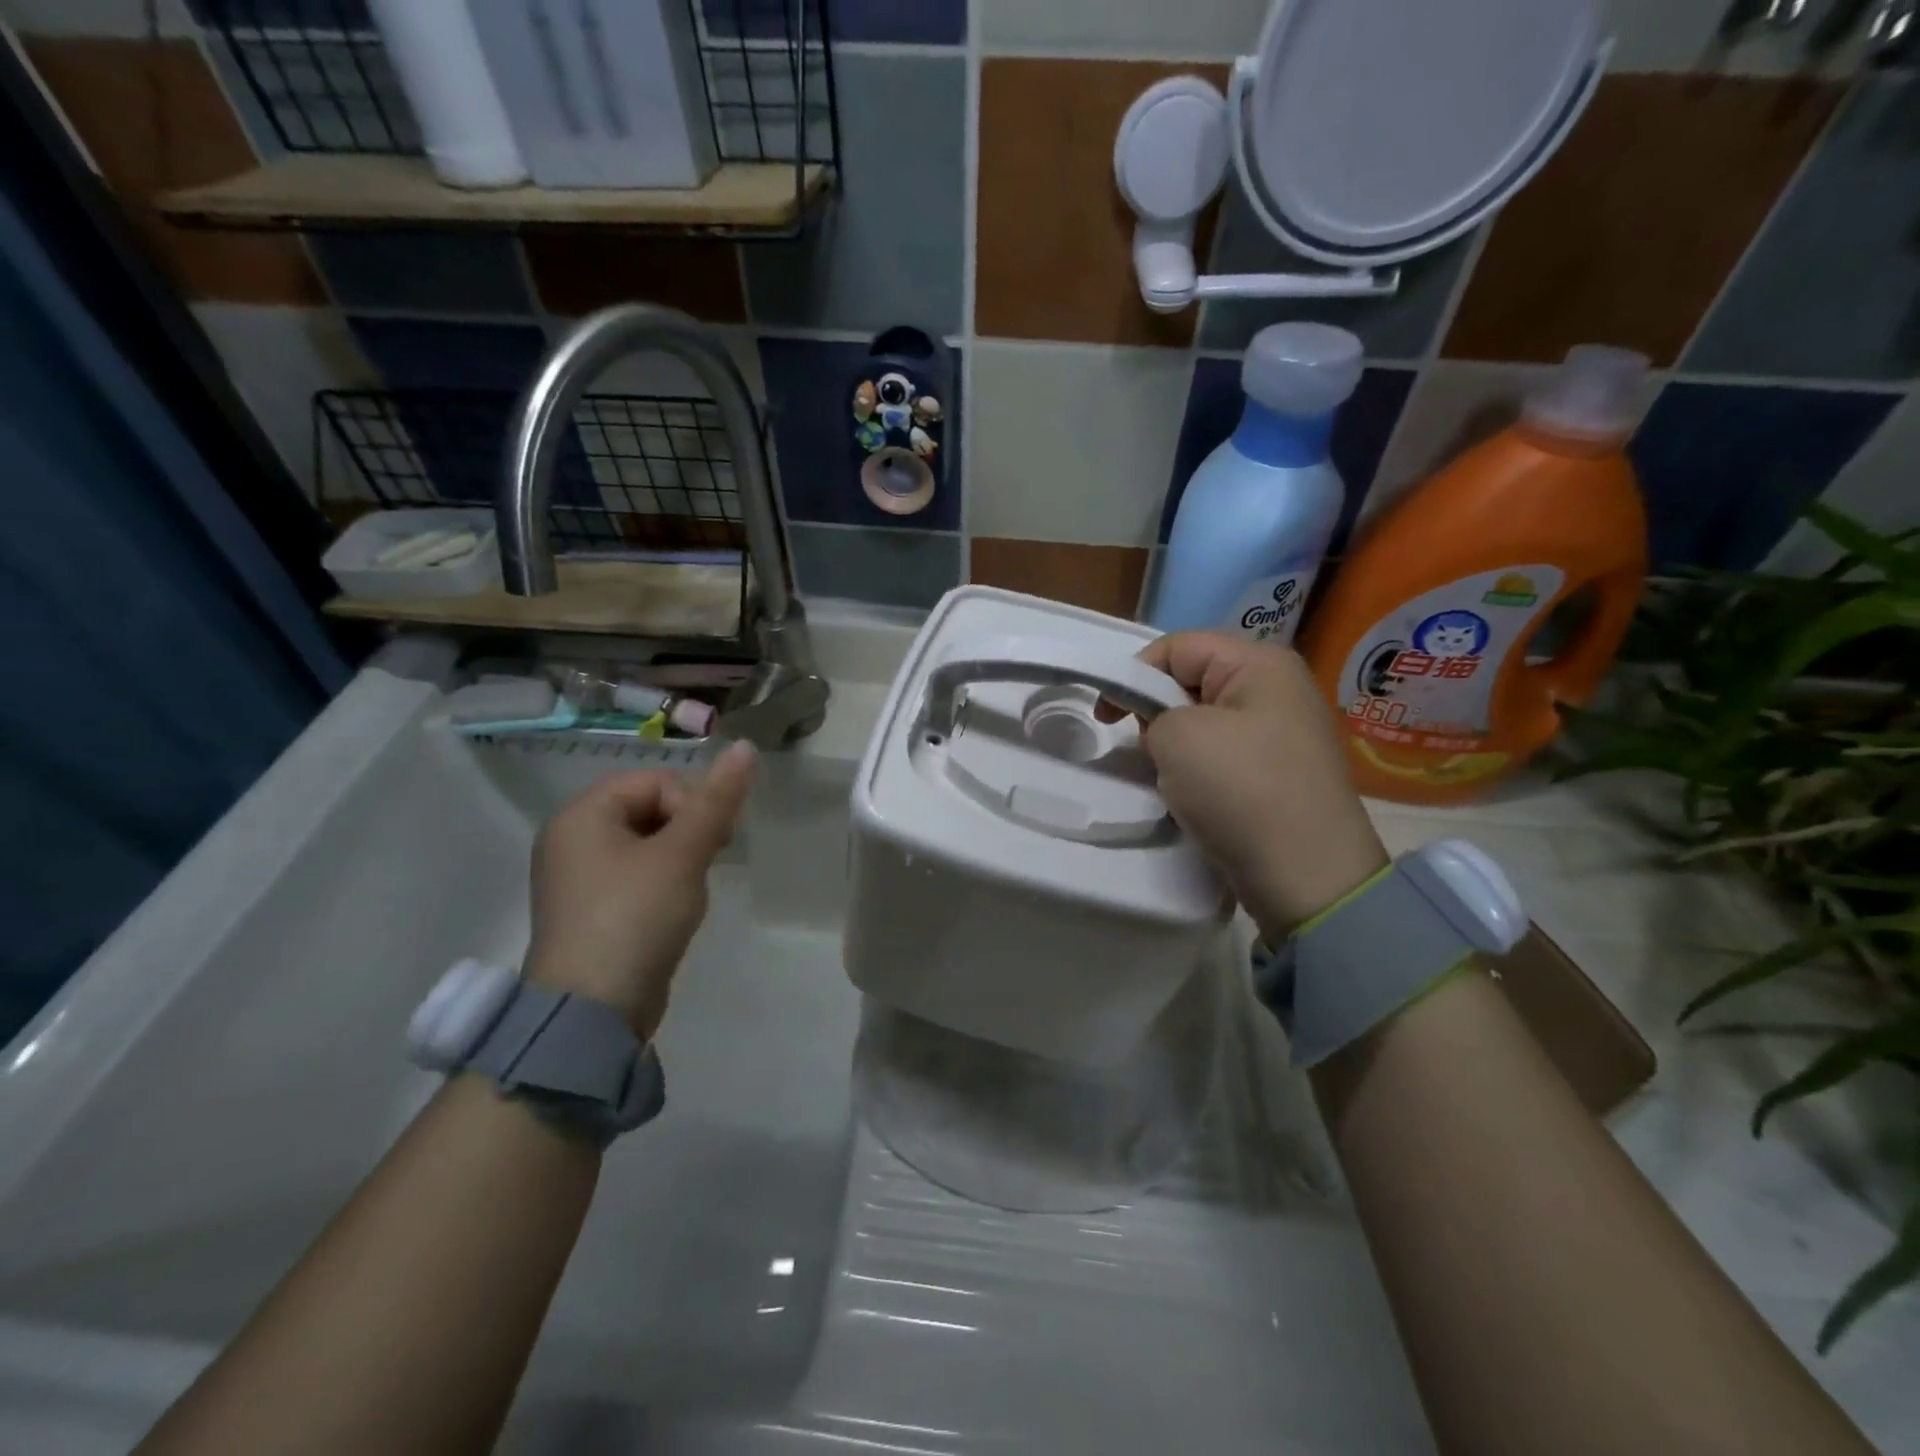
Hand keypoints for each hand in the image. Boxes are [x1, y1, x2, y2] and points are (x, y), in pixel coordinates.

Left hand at [523, 742, 756, 1037]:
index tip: (714, 839)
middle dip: (688, 830)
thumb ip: (717, 801)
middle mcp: (571, 839)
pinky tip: (675, 910)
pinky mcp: (591, 912)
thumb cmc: (635, 917)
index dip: (691, 802)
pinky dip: (662, 884)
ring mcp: (578, 879)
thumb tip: (746, 746)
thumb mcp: (683, 854)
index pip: (654, 782)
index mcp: (582, 815)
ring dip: (680, 858)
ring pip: (646, 844)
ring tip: (692, 890)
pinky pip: (635, 877)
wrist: (592, 1012)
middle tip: (708, 861)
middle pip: (648, 809)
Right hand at [1137, 633, 1386, 936]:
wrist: (1306, 875)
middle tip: (1146, 750)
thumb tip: (1166, 729)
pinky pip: (1224, 755)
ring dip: (1177, 747)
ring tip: (1173, 779)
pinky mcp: (1281, 774)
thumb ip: (1153, 712)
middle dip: (1157, 712)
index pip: (1177, 646)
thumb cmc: (1240, 789)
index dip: (1134, 675)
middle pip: (1192, 681)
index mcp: (1260, 663)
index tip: (1107, 718)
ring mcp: (1284, 734)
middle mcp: (1278, 689)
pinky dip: (1200, 772)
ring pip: (1205, 722)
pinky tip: (1196, 798)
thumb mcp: (1177, 735)